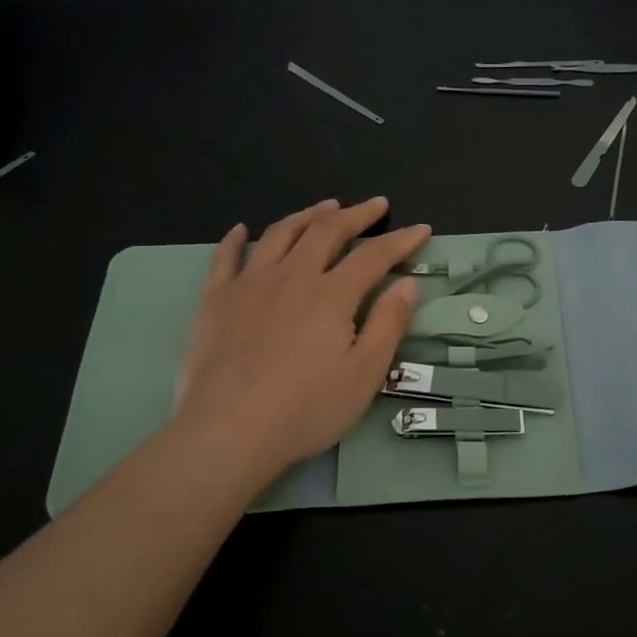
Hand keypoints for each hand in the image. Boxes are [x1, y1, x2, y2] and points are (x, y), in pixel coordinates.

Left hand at [171, 198, 431, 492]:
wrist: (228, 432)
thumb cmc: (306, 409)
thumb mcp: (364, 374)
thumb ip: (388, 324)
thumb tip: (408, 284)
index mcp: (332, 295)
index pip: (374, 256)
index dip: (401, 240)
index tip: (421, 228)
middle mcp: (292, 276)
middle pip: (327, 231)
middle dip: (356, 214)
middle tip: (375, 205)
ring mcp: (249, 284)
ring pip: (280, 234)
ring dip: (307, 215)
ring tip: (324, 206)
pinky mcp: (216, 300)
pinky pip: (226, 258)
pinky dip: (236, 239)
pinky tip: (242, 229)